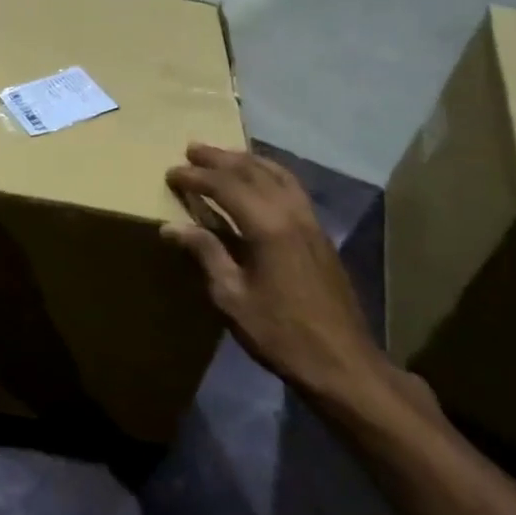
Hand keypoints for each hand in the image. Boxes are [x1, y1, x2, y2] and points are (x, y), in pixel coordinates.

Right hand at [163, 145, 398, 408]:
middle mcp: (291, 212)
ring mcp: (310, 220)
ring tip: (223, 156)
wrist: (344, 365)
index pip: (225, 186)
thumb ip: (206, 254)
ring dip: (246, 160)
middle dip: (219, 158)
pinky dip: (269, 172)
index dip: (196, 177)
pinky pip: (291, 186)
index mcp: (267, 226)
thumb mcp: (233, 299)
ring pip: (275, 173)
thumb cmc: (281, 334)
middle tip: (191, 149)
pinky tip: (259, 179)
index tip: (171, 173)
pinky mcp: (320, 232)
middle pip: (251, 171)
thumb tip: (171, 227)